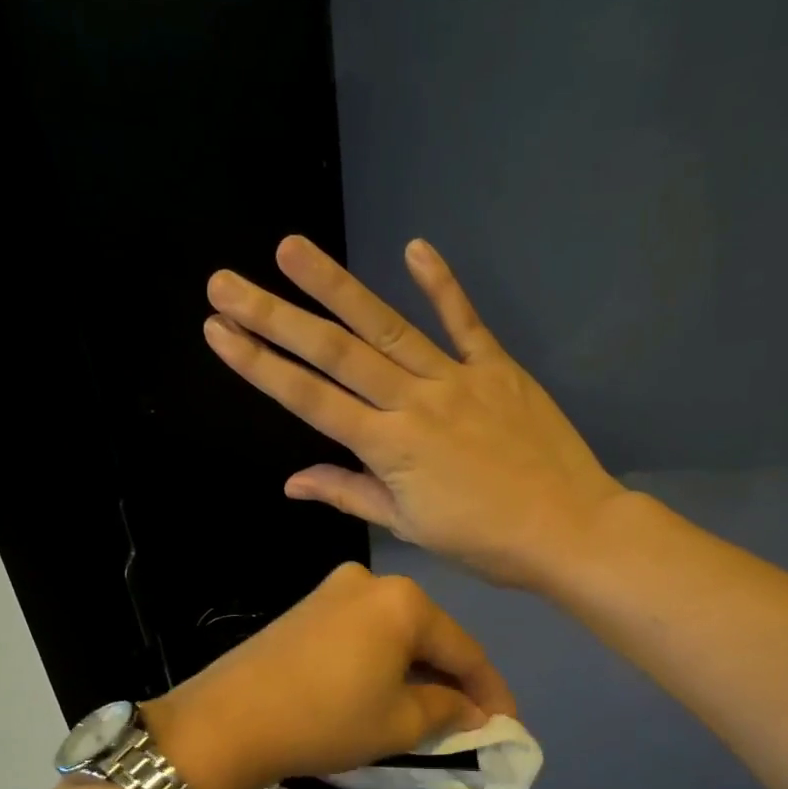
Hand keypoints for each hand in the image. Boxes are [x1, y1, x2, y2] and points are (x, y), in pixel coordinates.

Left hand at [141, 562, 515, 788]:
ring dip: (417, 671)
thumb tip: (472, 710)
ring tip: (432, 712)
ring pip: (395, 634)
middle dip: (452, 679)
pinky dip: (384, 662)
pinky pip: (364, 634)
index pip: (464, 648)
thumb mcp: (400, 723)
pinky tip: (387, 691)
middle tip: (471, 721)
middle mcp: (371, 582)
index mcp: (403, 601)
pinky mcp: (307, 609)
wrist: (228, 719)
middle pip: (429, 635)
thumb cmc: (327, 719)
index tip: (508, 725)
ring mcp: (333, 591)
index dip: (490, 691)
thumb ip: (448, 710)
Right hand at [204, 236, 625, 589]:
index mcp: (388, 448)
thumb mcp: (409, 527)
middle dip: (275, 317)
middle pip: (335, 353)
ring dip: (336, 285)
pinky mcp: (497, 367)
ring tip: (291, 248)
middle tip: (226, 282)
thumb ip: (350, 494)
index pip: (309, 400)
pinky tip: (414, 248)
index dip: (259, 365)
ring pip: (386, 326)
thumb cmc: (485, 541)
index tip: (218, 331)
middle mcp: (413, 402)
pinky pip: (464, 321)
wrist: (569, 529)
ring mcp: (456, 378)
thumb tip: (292, 482)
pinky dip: (441, 285)